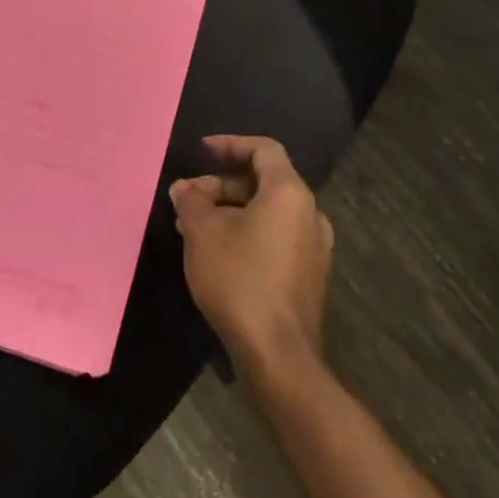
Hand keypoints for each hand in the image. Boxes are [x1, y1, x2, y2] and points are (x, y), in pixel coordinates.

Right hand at [171, 135, 332, 384]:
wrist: (277, 353)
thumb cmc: (239, 278)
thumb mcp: (203, 232)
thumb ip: (191, 200)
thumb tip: (184, 188)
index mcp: (289, 193)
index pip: (263, 150)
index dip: (230, 144)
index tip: (201, 150)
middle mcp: (310, 213)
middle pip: (264, 181)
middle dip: (222, 183)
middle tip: (188, 197)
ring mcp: (314, 247)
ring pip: (268, 212)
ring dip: (231, 210)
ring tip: (194, 226)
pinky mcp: (309, 275)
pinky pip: (275, 236)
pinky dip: (247, 232)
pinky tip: (217, 252)